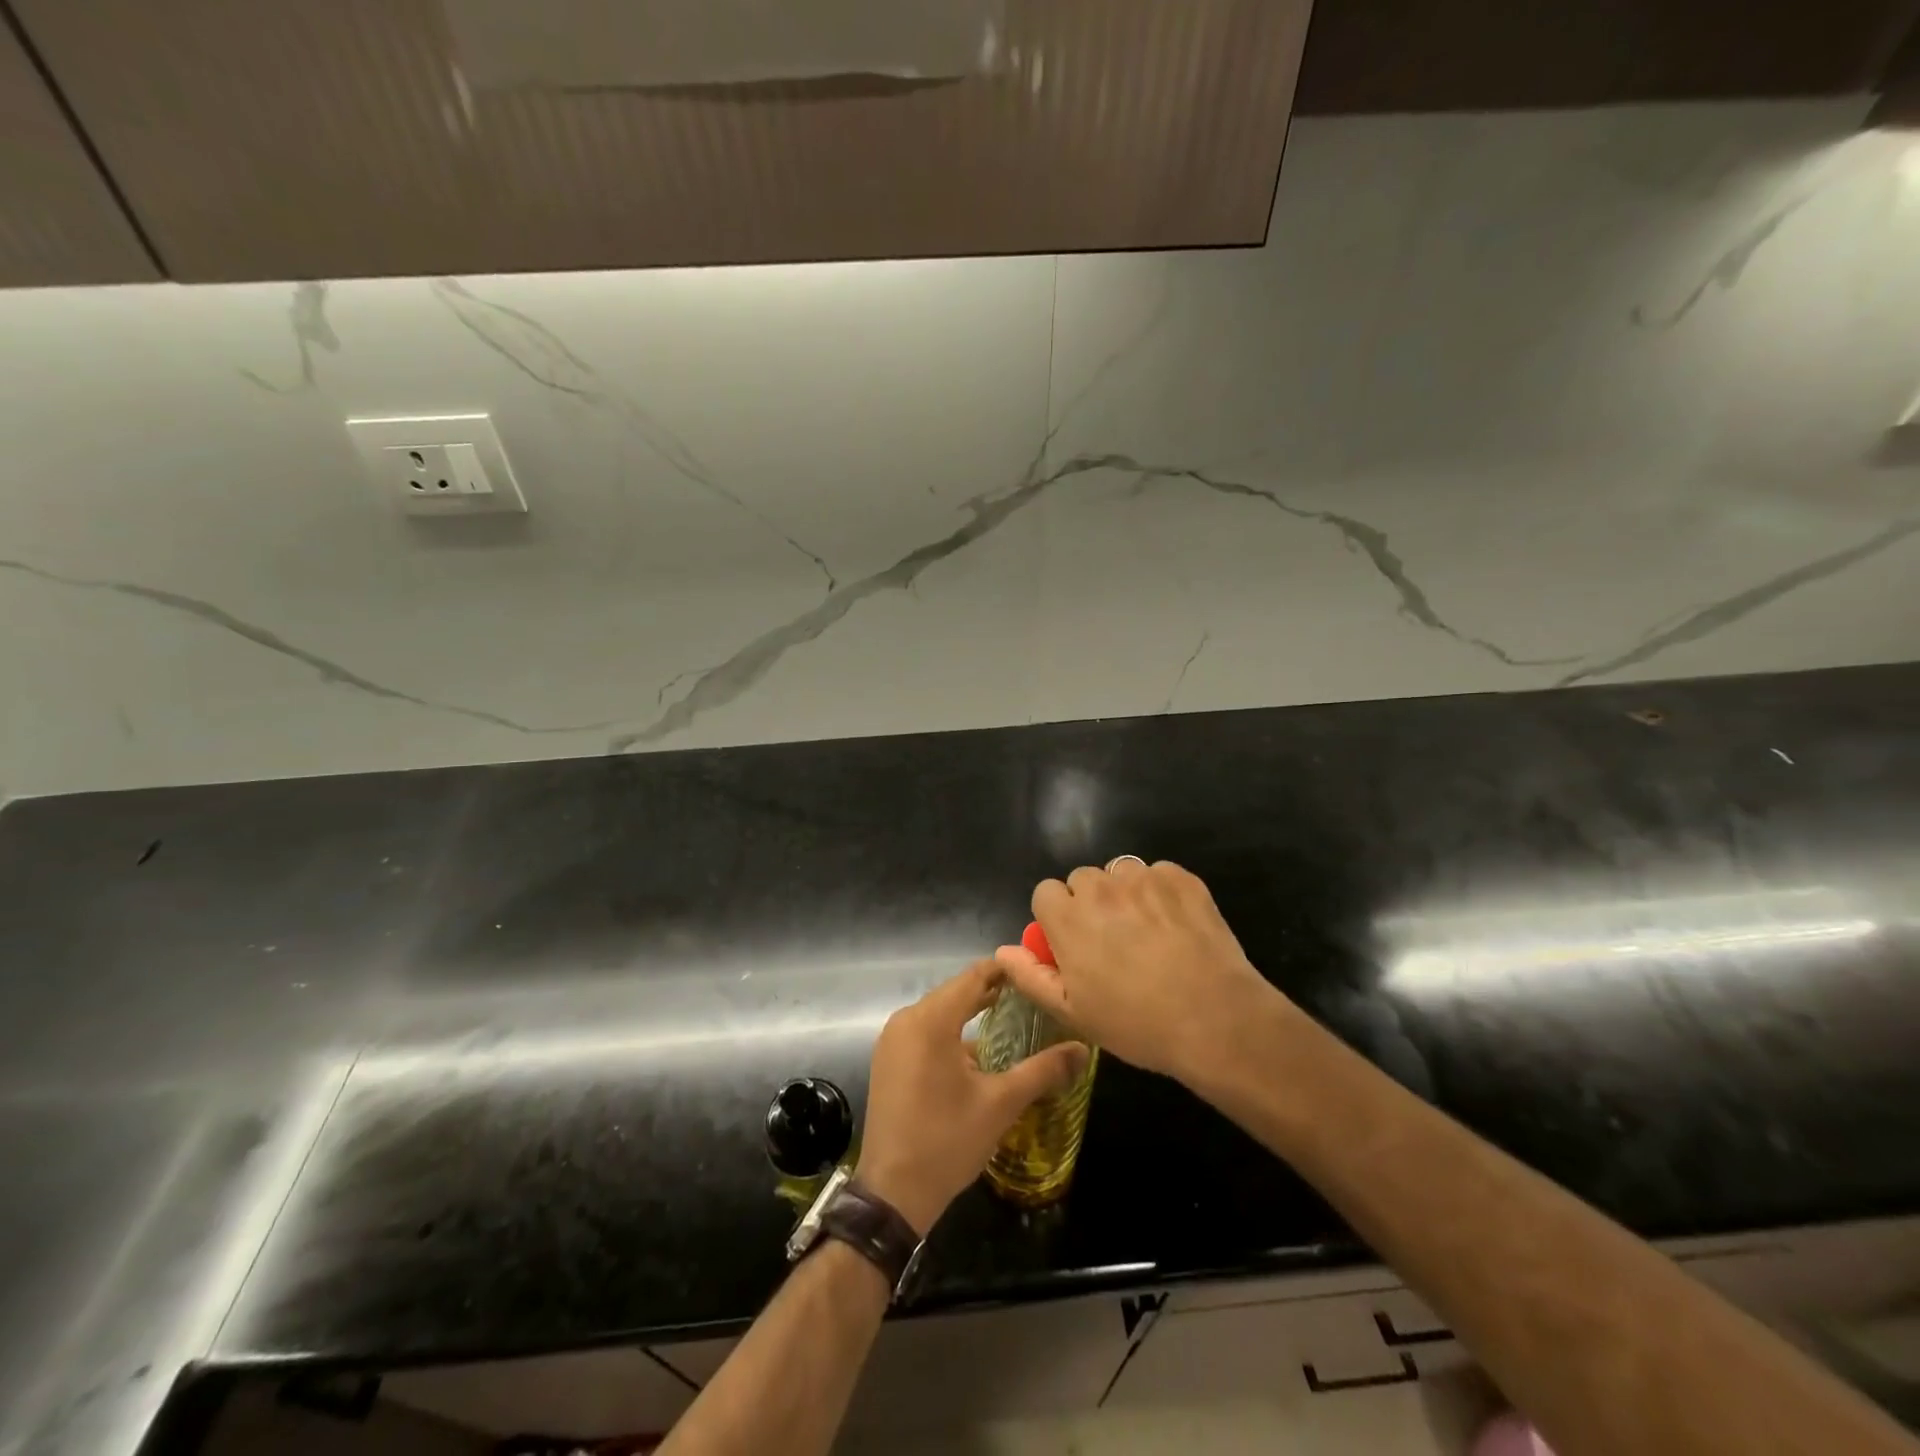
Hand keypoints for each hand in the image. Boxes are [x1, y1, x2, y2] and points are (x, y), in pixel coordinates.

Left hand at [858, 959, 1088, 1235]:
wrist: (892, 1192)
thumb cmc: (948, 1141)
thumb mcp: (1001, 1104)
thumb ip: (1042, 1070)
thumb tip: (1083, 1050)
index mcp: (930, 1020)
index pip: (973, 977)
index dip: (1005, 970)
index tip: (1036, 970)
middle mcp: (906, 1020)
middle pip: (955, 992)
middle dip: (992, 992)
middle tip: (1032, 996)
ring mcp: (892, 1040)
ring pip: (939, 1012)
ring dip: (971, 1013)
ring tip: (1012, 1019)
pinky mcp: (888, 1060)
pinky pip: (924, 1031)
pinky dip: (951, 1032)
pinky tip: (977, 1052)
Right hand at [996, 859, 1278, 1082]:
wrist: (1215, 1018)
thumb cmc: (1136, 1023)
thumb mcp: (1072, 1012)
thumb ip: (1030, 976)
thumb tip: (1003, 950)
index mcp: (1068, 917)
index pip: (1045, 892)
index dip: (1056, 918)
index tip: (1073, 944)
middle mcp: (1101, 887)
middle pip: (1082, 879)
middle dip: (1089, 904)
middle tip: (1112, 942)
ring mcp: (1144, 878)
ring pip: (1120, 874)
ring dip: (1125, 895)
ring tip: (1147, 933)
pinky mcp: (1181, 878)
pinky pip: (1159, 874)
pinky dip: (1161, 893)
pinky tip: (1176, 926)